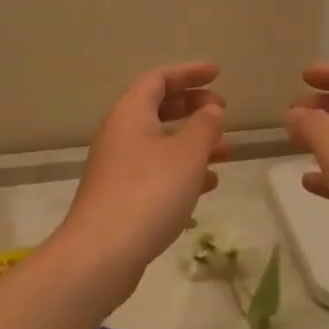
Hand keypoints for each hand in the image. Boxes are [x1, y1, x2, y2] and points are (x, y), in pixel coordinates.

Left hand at [59, 61, 228, 281]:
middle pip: (158, 108)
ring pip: (161, 142)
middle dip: (192, 106)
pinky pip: (157, 170)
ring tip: (227, 150)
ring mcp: (118, 167)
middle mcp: (120, 134)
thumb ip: (204, 126)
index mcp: (131, 113)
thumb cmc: (148, 192)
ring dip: (193, 141)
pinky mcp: (121, 196)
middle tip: (222, 110)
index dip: (189, 73)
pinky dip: (183, 169)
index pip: (159, 78)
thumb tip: (211, 109)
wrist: (100, 255)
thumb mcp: (187, 154)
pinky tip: (208, 184)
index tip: (217, 74)